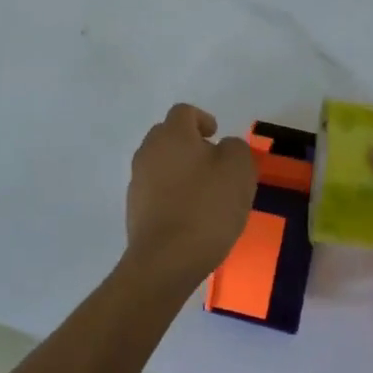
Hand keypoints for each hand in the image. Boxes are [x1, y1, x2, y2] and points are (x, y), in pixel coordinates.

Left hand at [125, 104, 257, 287]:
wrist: (166, 259)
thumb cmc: (207, 207)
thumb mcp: (238, 170)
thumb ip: (235, 148)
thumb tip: (223, 147)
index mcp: (171, 135)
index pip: (183, 112)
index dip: (202, 119)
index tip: (217, 136)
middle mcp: (148, 151)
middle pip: (168, 136)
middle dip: (190, 144)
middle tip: (214, 164)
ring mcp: (137, 181)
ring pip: (161, 164)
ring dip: (181, 171)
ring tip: (205, 193)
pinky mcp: (134, 209)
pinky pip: (156, 190)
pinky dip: (172, 194)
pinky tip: (190, 216)